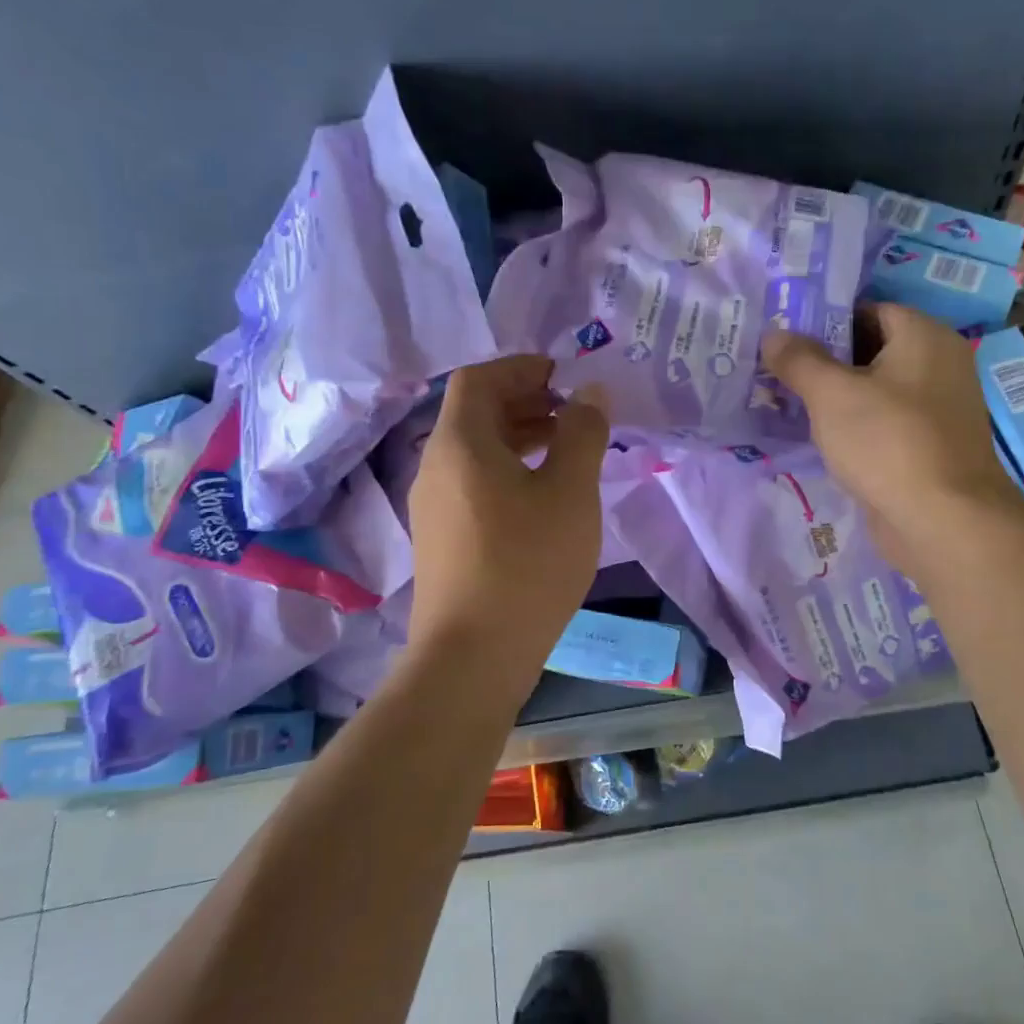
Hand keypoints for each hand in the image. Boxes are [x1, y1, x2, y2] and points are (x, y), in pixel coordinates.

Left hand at [406, 356, 609, 691]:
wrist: (473, 656)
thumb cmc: (527, 563)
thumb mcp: (569, 491)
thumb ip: (582, 433)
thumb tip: (590, 393)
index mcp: (460, 443)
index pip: (479, 379)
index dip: (521, 367)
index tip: (563, 376)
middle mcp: (436, 466)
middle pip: (475, 413)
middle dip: (525, 401)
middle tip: (572, 411)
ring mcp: (434, 506)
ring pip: (476, 451)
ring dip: (519, 436)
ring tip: (566, 448)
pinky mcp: (442, 538)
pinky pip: (474, 482)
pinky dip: (509, 470)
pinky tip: (543, 495)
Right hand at [762, 305, 1023, 575]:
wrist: (943, 521)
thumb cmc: (887, 442)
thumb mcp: (831, 394)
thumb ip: (799, 359)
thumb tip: (773, 334)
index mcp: (925, 336)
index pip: (868, 310)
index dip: (824, 321)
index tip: (785, 339)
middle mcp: (939, 364)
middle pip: (871, 349)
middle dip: (825, 361)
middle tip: (779, 372)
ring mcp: (938, 408)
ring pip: (876, 390)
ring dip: (837, 397)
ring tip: (789, 404)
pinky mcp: (930, 445)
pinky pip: (885, 422)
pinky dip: (856, 426)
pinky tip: (821, 438)